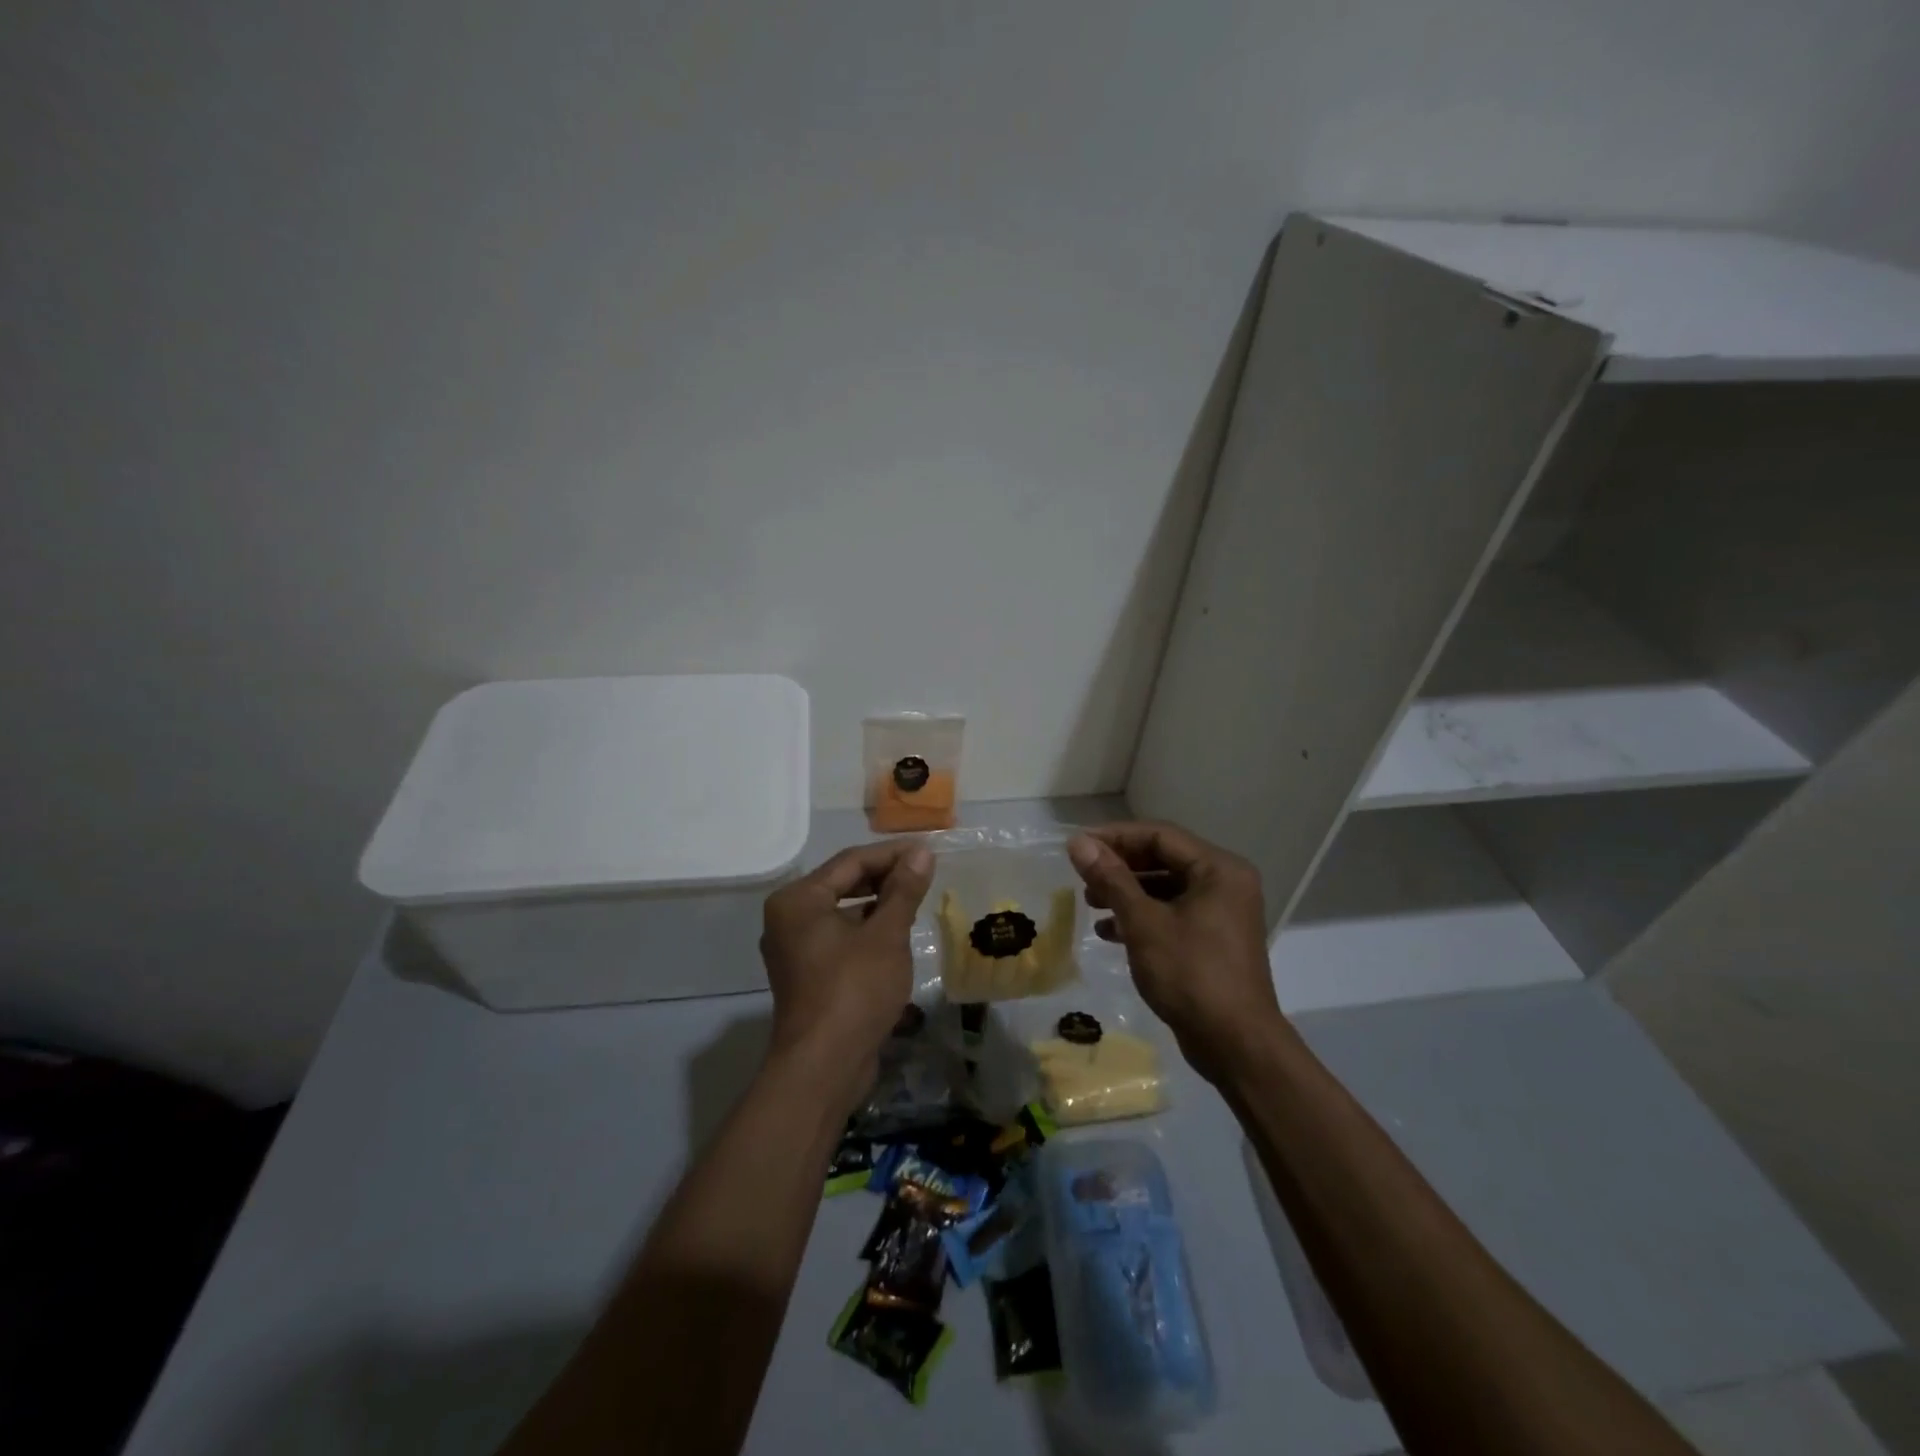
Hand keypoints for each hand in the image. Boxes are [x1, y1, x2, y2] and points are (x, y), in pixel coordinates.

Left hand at [760, 840, 933, 1107]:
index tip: (928, 851)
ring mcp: (795, 948)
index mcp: (798, 900)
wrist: (824, 1066)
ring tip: (916, 899)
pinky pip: (840, 937)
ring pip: (843, 912)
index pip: (851, 861)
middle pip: (843, 884)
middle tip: (925, 872)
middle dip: (885, 877)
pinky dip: (866, 930)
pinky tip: (897, 932)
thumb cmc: (854, 990)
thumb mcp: (886, 935)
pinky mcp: (807, 973)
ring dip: (878, 904)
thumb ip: (903, 890)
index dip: (892, 854)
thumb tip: (922, 853)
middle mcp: (788, 918)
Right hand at [1067, 822, 1287, 1083]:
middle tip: (1083, 876)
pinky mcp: (1213, 940)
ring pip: (1166, 888)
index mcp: (1218, 869)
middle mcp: (1225, 883)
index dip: (1116, 837)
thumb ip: (1111, 879)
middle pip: (1164, 859)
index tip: (1078, 847)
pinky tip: (1109, 932)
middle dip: (1120, 867)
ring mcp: (1222, 913)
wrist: (1235, 1045)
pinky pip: (1172, 914)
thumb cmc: (1191, 974)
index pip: (1160, 835)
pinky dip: (1142, 917)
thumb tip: (1079, 843)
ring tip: (1090, 903)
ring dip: (1127, 893)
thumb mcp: (1144, 923)